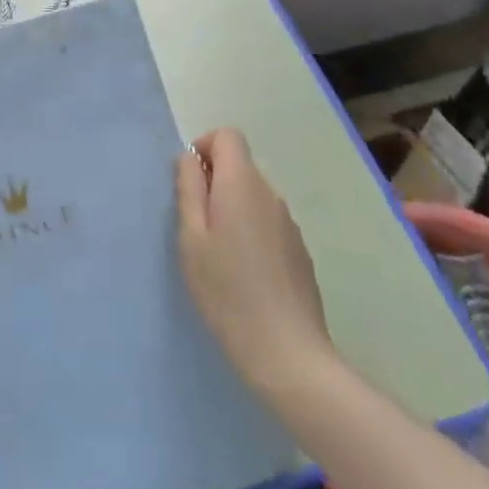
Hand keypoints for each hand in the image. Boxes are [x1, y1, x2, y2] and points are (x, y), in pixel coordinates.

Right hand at [176, 129, 338, 403]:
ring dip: (233, 209)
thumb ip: (189, 189)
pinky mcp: (300, 251)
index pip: (228, 135)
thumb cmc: (227, 290)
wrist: (287, 353)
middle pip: (240, 165)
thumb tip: (190, 158)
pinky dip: (251, 232)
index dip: (204, 147)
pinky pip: (268, 222)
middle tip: (196, 227)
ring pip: (254, 196)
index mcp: (242, 183)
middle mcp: (271, 194)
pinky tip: (245, 275)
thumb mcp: (191, 238)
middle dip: (215, 182)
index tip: (189, 183)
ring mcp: (290, 224)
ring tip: (219, 256)